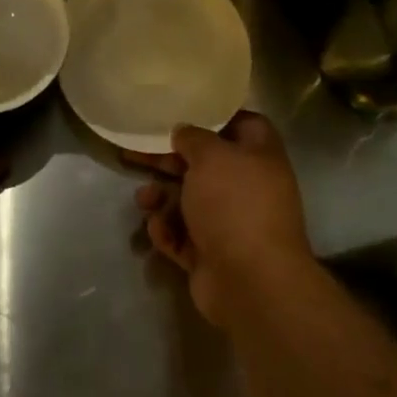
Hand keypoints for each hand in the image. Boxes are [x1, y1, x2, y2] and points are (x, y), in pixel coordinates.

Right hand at [132, 113, 313, 327]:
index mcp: (260, 156)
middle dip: (170, 160)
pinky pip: (183, 235)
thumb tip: (183, 133)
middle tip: (136, 154)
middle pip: (205, 165)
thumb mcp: (210, 156)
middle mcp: (248, 187)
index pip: (243, 124)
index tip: (184, 113)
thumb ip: (192, 138)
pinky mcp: (212, 255)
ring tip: (143, 200)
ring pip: (189, 201)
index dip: (215, 117)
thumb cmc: (234, 204)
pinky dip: (168, 231)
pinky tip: (158, 229)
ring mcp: (231, 224)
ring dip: (162, 198)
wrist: (251, 283)